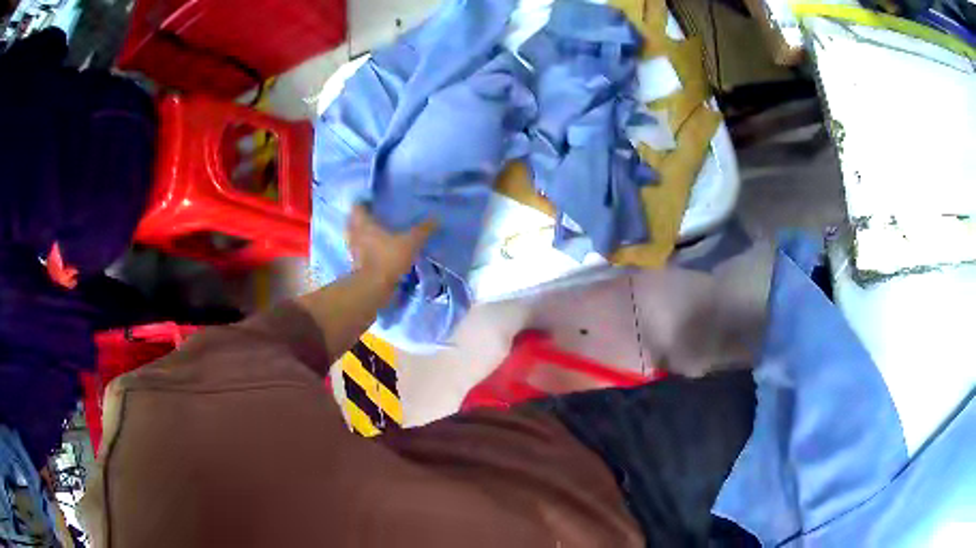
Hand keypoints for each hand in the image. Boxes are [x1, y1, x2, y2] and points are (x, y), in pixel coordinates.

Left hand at [346, 205, 435, 290]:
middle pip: (354, 221)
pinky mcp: (356, 265)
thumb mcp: (410, 242)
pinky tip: (380, 252)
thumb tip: (436, 218)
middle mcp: (355, 234)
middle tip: (378, 217)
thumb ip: (422, 230)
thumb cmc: (388, 258)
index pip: (358, 206)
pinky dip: (367, 251)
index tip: (376, 203)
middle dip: (364, 219)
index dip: (365, 203)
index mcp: (363, 223)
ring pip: (357, 238)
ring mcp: (353, 251)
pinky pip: (360, 252)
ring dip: (365, 236)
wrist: (373, 288)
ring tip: (380, 234)